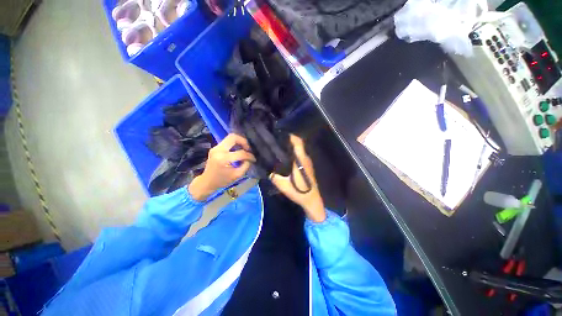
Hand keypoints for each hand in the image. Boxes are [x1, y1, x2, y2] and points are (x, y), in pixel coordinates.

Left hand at [189, 134, 255, 200]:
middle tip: (249, 149)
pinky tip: (239, 150)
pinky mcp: (215, 148)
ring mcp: (216, 147)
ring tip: (245, 149)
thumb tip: (250, 158)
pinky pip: (227, 141)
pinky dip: (235, 144)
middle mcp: (218, 150)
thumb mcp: (237, 175)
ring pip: (230, 137)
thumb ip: (246, 165)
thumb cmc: (222, 180)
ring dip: (240, 142)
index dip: (249, 156)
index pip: (241, 153)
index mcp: (223, 158)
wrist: (207, 182)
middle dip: (244, 141)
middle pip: (233, 137)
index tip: (253, 159)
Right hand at [270, 135, 325, 221]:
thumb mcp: (282, 185)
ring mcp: (308, 162)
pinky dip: (294, 153)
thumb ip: (273, 176)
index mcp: (300, 160)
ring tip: (280, 147)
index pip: (298, 142)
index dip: (291, 136)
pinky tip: (286, 157)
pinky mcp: (308, 166)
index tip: (281, 134)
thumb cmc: (298, 191)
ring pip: (300, 150)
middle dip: (289, 141)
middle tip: (277, 141)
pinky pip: (301, 155)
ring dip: (291, 147)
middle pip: (298, 144)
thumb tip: (265, 168)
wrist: (312, 200)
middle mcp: (305, 158)